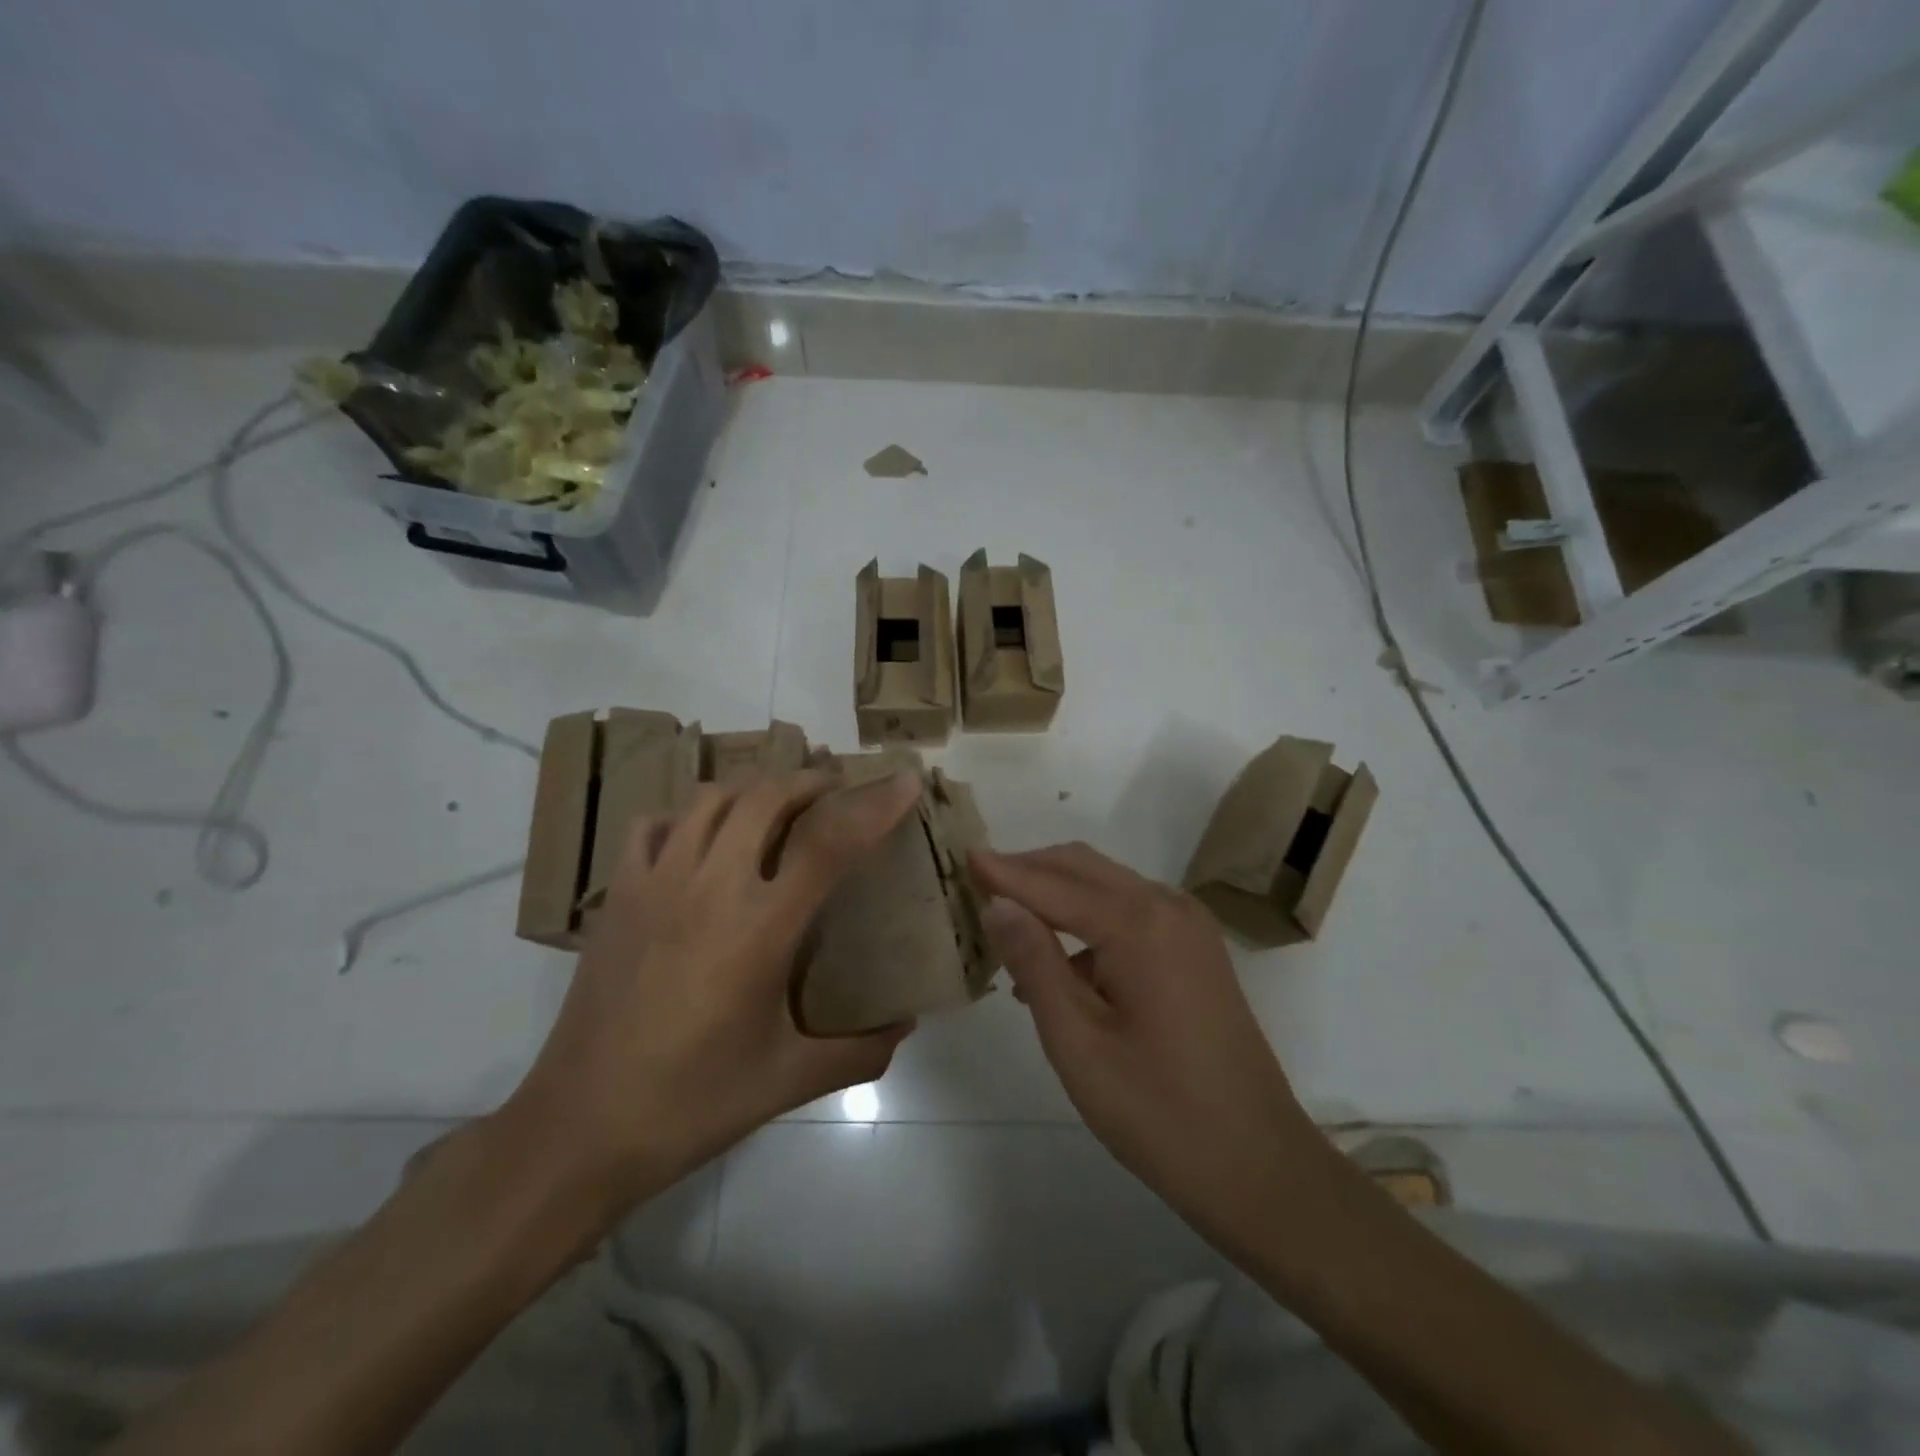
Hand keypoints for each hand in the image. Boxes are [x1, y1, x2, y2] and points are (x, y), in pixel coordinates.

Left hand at [508, 770, 922, 1209]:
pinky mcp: (618, 896)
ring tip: (777, 803)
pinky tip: (702, 837)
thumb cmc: (695, 1103)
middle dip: (810, 780)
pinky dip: (688, 814)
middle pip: (766, 797)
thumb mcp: (790, 1080)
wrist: (581, 1128)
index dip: (874, 805)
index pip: (829, 843)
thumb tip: (905, 1026)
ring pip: (711, 800)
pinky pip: (654, 825)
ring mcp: (657, 885)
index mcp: (761, 928)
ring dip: (754, 788)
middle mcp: (710, 888)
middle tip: (836, 790)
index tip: (904, 782)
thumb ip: (860, 1052)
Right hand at [970, 843, 1339, 1262]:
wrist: (1260, 1166)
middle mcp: (1168, 907)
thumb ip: (1035, 962)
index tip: (962, 855)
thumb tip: (998, 903)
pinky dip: (1087, 922)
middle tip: (977, 881)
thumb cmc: (1159, 1112)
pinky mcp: (1196, 951)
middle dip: (1029, 869)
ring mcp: (1189, 927)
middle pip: (1084, 868)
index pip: (1054, 883)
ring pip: (1107, 888)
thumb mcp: (1078, 1041)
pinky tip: (1057, 965)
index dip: (1004, 871)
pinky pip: (1130, 915)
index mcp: (1140, 924)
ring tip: (1006, 923)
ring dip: (1056, 895)